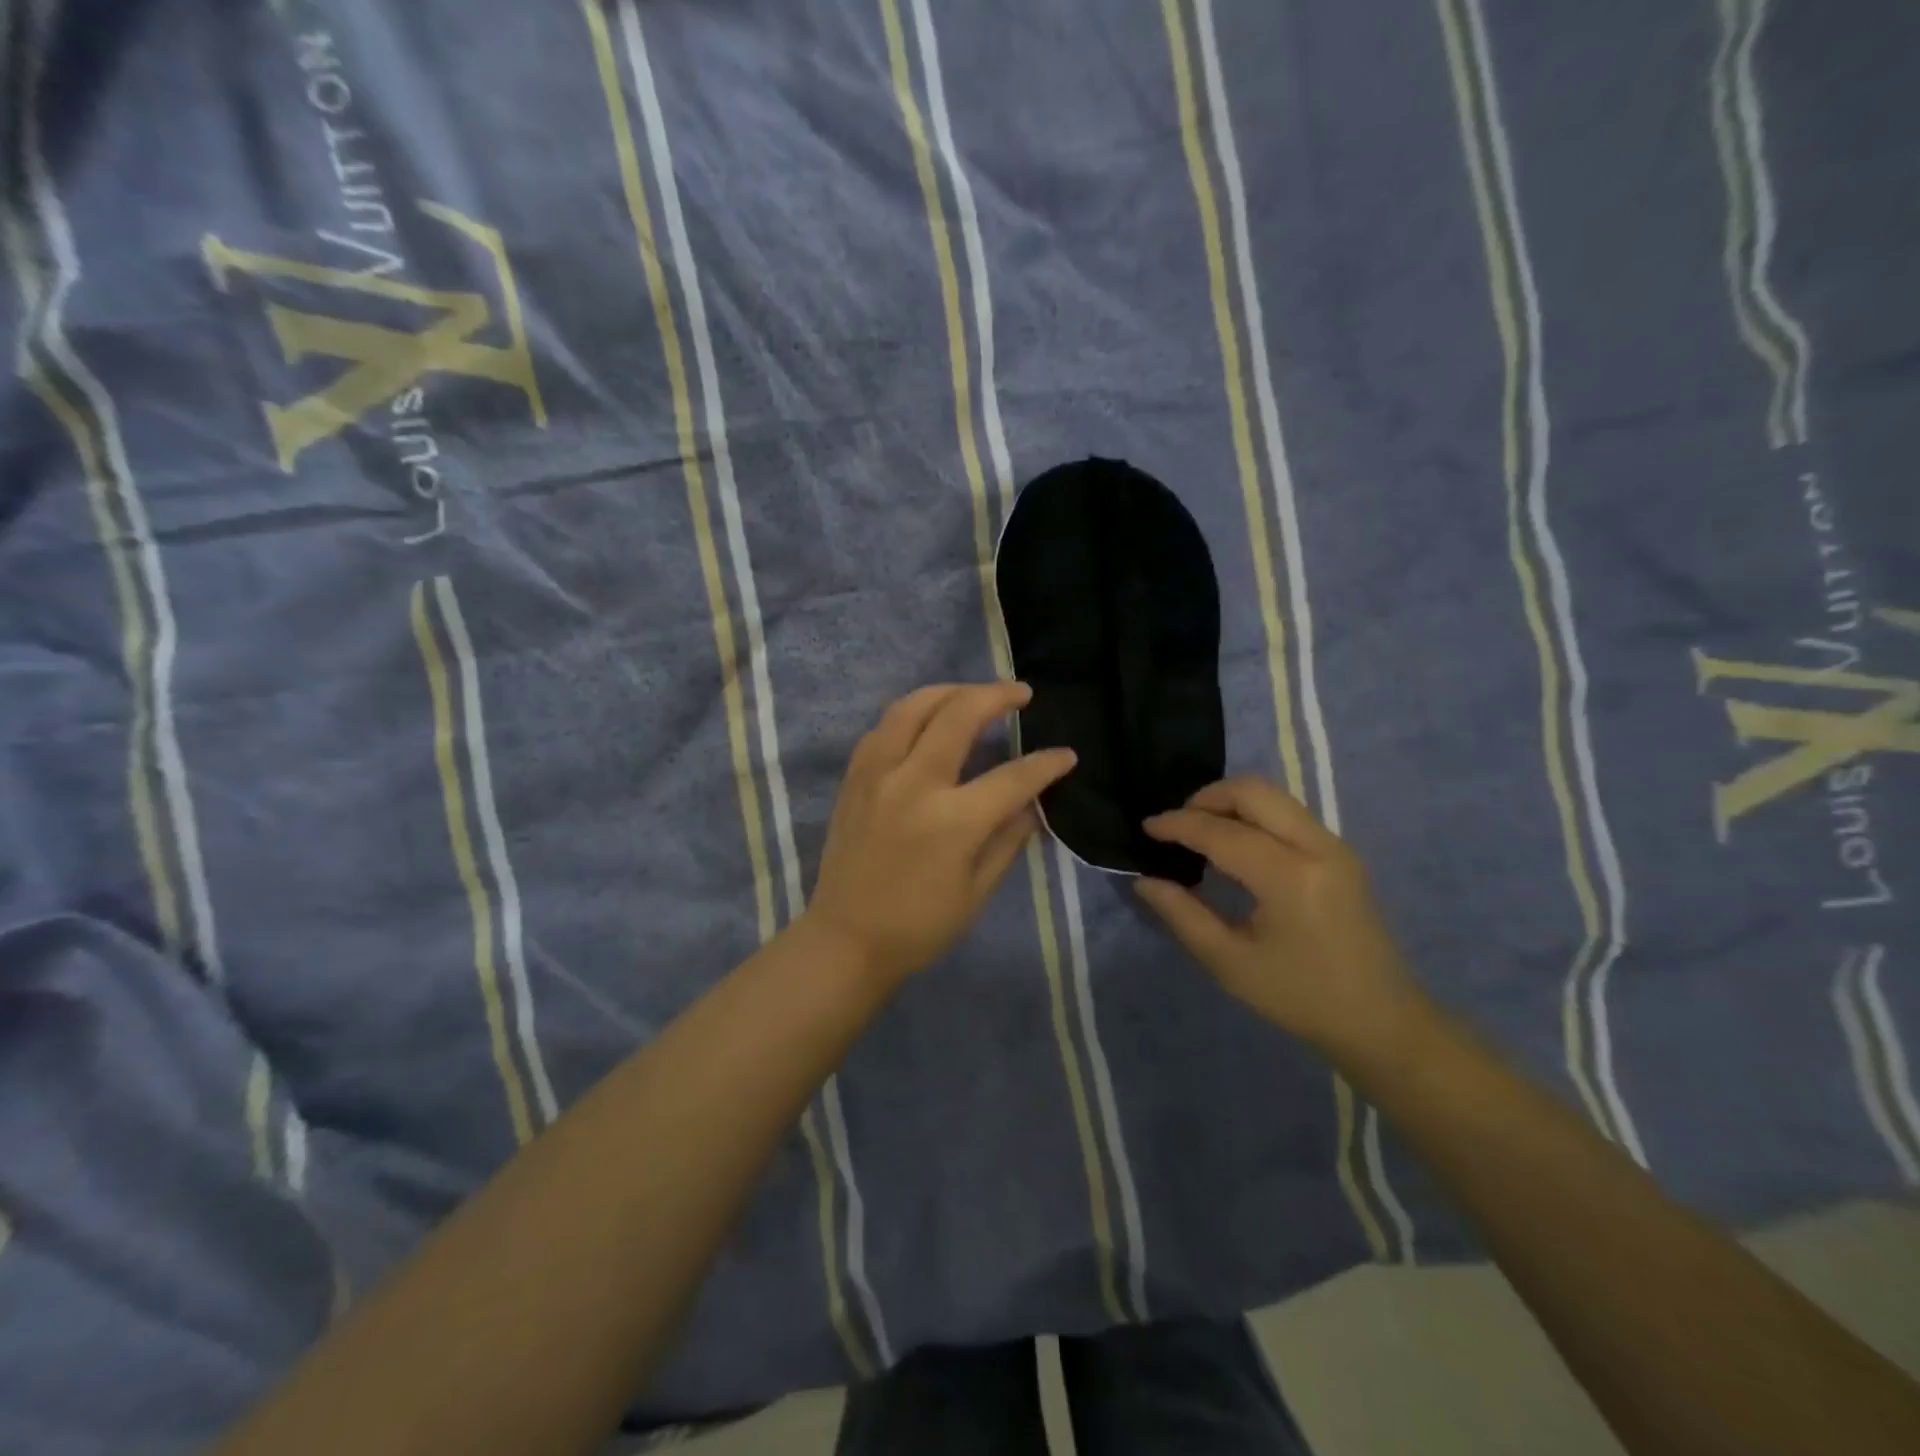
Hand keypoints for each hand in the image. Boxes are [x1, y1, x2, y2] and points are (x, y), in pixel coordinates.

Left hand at [803, 683, 1076, 985]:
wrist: (847, 940)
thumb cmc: (919, 926)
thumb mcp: (978, 891)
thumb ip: (1009, 839)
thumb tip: (1034, 803)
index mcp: (952, 821)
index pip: (1012, 777)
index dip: (1046, 764)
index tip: (1066, 756)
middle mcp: (913, 784)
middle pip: (959, 715)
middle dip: (997, 696)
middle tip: (1021, 693)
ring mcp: (877, 775)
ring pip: (912, 706)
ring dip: (949, 691)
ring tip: (973, 693)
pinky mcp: (854, 778)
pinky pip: (883, 727)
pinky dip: (910, 713)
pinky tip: (926, 719)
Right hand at [1135, 777, 1427, 1063]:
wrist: (1381, 1021)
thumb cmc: (1300, 997)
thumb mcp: (1230, 963)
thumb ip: (1182, 915)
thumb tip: (1144, 881)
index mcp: (1289, 877)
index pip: (1221, 832)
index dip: (1177, 824)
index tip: (1146, 828)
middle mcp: (1316, 847)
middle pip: (1253, 791)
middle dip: (1206, 798)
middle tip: (1177, 825)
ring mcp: (1334, 846)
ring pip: (1273, 796)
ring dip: (1231, 803)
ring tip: (1201, 833)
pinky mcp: (1341, 853)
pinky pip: (1288, 813)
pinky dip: (1253, 815)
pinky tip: (1235, 845)